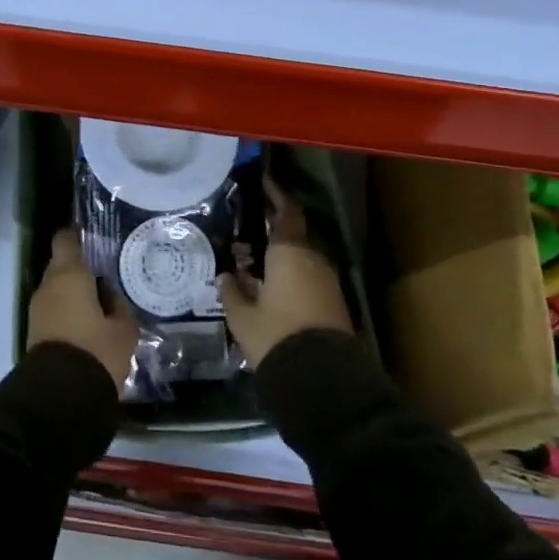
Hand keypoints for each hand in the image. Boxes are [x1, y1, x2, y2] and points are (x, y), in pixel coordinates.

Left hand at [28, 229, 138, 392]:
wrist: (60, 398)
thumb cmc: (96, 352)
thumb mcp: (123, 329)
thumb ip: (118, 305)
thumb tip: (109, 294)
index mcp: (69, 274)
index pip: (66, 239)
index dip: (79, 235)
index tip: (95, 239)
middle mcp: (48, 286)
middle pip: (63, 266)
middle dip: (82, 271)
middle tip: (108, 279)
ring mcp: (37, 309)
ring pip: (58, 290)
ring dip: (76, 294)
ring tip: (102, 306)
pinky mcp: (35, 332)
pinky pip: (55, 311)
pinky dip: (69, 312)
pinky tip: (90, 325)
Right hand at [217, 180, 351, 368]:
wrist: (322, 377)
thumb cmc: (276, 335)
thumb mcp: (242, 316)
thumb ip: (232, 292)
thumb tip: (225, 276)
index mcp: (289, 252)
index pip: (286, 212)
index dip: (276, 195)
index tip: (264, 182)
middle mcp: (312, 259)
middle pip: (294, 235)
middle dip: (273, 230)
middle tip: (248, 230)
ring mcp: (327, 281)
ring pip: (301, 257)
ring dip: (282, 255)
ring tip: (255, 262)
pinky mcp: (334, 302)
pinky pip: (308, 277)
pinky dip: (291, 274)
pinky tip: (272, 287)